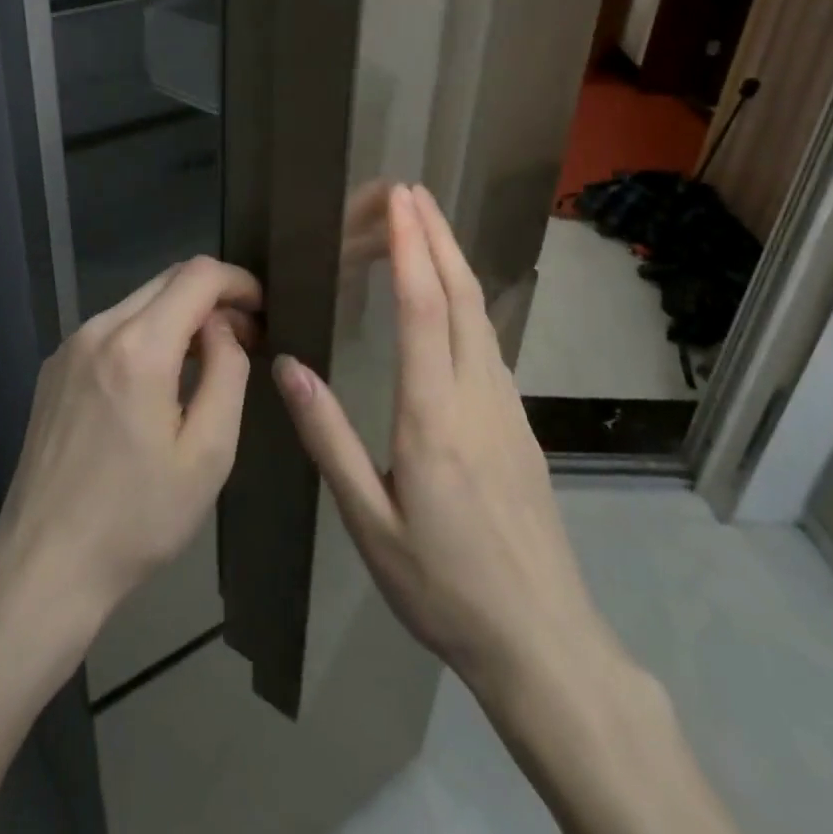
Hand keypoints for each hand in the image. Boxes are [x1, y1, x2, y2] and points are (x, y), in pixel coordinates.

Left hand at [0, 256, 261, 638]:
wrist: (45, 563)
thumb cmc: (138, 518)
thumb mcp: (208, 453)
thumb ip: (227, 372)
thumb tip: (223, 328)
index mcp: (139, 347)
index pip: (198, 275)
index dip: (238, 281)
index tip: (262, 310)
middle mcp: (98, 330)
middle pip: (167, 280)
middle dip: (212, 298)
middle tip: (243, 339)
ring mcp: (69, 347)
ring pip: (138, 302)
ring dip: (179, 316)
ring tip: (205, 362)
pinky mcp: (54, 368)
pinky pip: (111, 328)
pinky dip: (146, 334)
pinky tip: (158, 379)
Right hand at [274, 184, 606, 695]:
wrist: (545, 644)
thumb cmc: (444, 588)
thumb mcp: (369, 525)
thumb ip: (330, 440)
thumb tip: (288, 366)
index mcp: (435, 417)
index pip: (425, 310)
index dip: (412, 248)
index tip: (399, 200)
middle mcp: (479, 397)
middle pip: (463, 297)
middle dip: (437, 236)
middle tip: (412, 190)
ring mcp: (509, 409)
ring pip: (483, 316)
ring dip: (454, 262)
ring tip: (427, 227)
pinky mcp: (521, 425)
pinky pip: (490, 342)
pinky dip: (467, 300)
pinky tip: (452, 300)